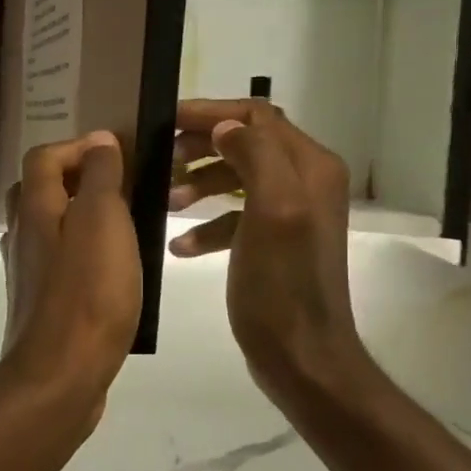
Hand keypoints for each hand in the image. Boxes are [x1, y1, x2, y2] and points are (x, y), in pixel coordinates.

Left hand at [0, 132, 142, 410]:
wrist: (61, 376)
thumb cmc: (88, 293)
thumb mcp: (103, 221)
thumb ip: (101, 177)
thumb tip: (100, 141)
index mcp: (35, 209)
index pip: (44, 156)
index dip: (78, 146)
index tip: (119, 154)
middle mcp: (23, 235)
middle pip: (40, 190)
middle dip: (78, 179)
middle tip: (122, 187)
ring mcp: (28, 272)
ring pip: (50, 227)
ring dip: (83, 216)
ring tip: (126, 226)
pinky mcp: (41, 303)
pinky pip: (60, 262)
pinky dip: (83, 253)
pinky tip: (114, 270)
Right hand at [167, 100, 368, 403]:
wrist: (302, 357)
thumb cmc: (283, 285)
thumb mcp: (273, 211)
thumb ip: (255, 156)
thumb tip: (225, 127)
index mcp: (310, 167)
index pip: (256, 116)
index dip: (210, 113)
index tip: (166, 121)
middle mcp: (305, 181)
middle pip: (246, 142)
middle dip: (201, 146)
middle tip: (161, 159)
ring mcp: (290, 213)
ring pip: (237, 177)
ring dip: (200, 183)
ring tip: (166, 201)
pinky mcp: (274, 242)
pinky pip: (236, 217)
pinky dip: (207, 224)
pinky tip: (180, 246)